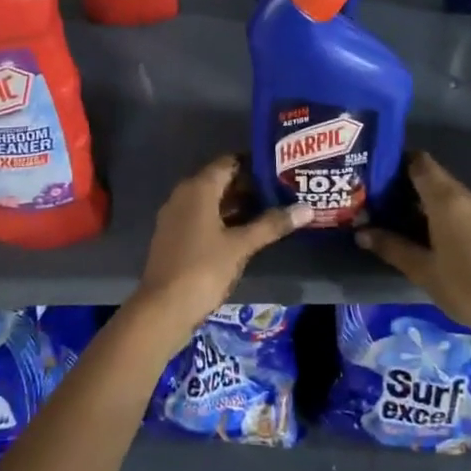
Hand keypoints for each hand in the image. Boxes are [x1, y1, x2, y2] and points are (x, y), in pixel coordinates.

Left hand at [128, 157, 311, 334]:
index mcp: (198, 188)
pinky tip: (247, 231)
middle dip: (250, 185)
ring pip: (212, 201)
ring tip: (272, 209)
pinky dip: (225, 219)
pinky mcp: (175, 236)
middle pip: (221, 180)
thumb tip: (307, 209)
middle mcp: (184, 195)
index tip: (280, 168)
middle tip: (282, 190)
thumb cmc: (203, 269)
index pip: (230, 162)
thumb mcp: (241, 246)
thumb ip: (272, 224)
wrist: (163, 309)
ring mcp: (177, 216)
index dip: (255, 164)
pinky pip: (203, 217)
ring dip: (239, 204)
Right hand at [354, 153, 470, 347]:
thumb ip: (390, 246)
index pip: (419, 162)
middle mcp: (464, 197)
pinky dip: (436, 210)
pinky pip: (456, 206)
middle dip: (404, 182)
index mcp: (446, 200)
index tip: (374, 172)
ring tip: (392, 213)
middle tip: (376, 196)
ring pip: (444, 191)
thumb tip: (360, 232)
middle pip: (431, 175)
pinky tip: (421, 229)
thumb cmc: (464, 286)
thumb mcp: (421, 269)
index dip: (396, 161)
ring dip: (420, 198)